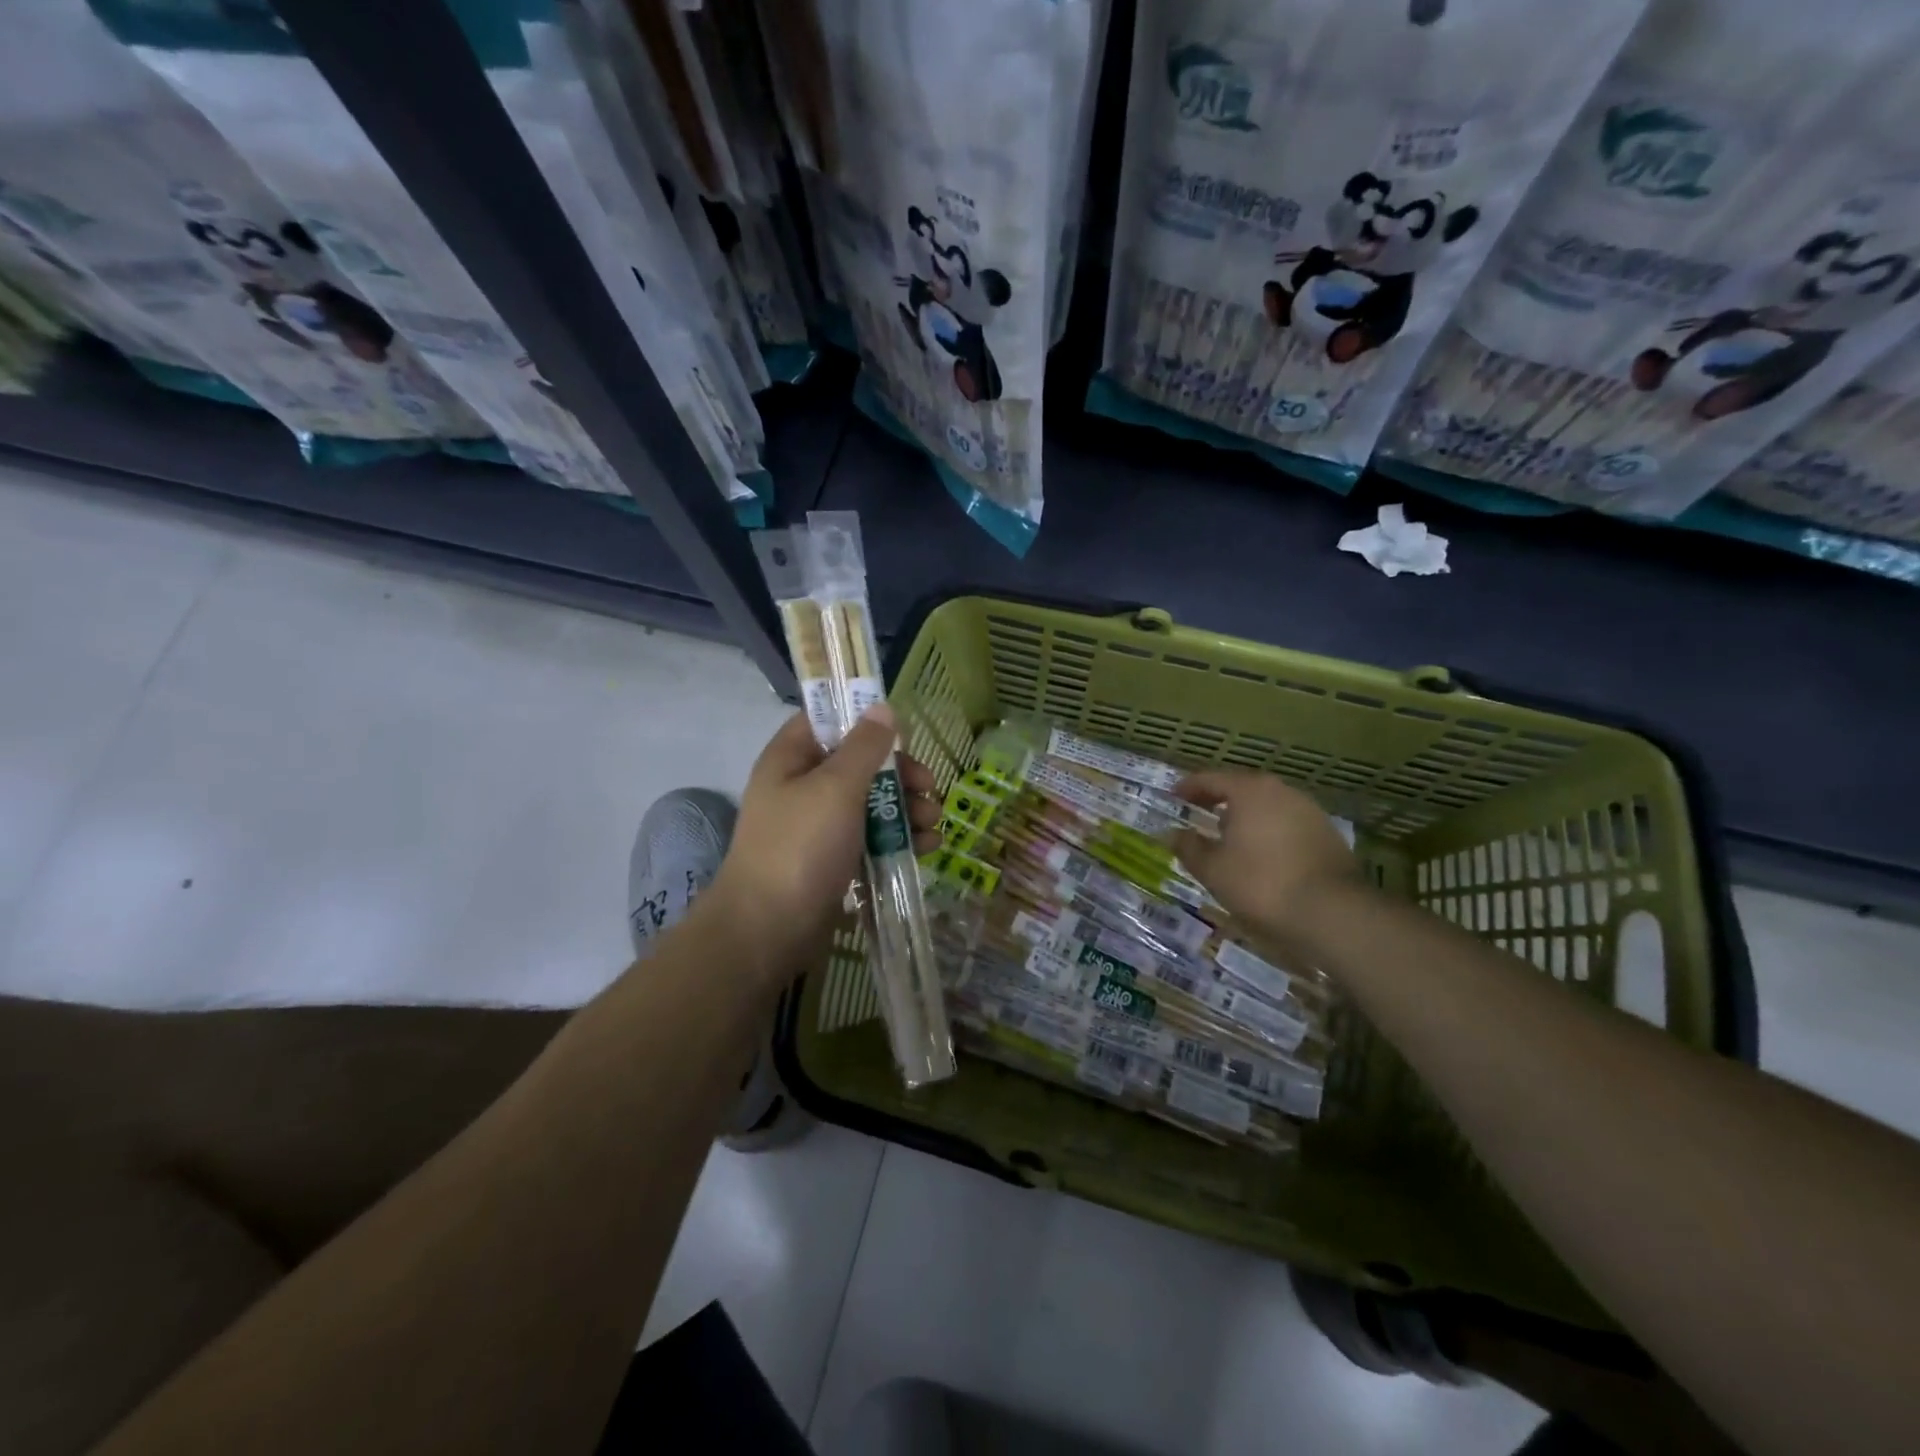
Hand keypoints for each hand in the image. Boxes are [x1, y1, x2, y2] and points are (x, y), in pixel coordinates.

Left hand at [707, 706, 941, 972]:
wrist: (768, 930)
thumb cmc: (800, 847)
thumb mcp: (836, 788)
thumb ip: (864, 747)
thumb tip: (882, 707)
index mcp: (791, 758)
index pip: (827, 720)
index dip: (863, 719)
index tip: (902, 731)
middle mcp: (803, 786)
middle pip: (859, 763)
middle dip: (899, 774)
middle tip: (929, 787)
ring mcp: (818, 826)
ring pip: (870, 803)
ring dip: (906, 808)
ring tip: (932, 823)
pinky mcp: (834, 859)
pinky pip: (871, 837)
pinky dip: (898, 838)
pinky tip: (926, 847)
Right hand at [1174, 770, 1363, 942]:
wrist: (1333, 913)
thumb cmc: (1262, 884)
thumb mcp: (1213, 869)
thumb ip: (1189, 848)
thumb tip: (1173, 834)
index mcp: (1249, 791)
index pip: (1210, 779)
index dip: (1188, 787)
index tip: (1173, 796)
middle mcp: (1281, 791)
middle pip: (1242, 787)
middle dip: (1218, 799)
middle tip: (1198, 812)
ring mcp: (1309, 810)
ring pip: (1267, 805)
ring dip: (1245, 815)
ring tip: (1228, 835)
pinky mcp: (1327, 833)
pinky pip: (1286, 822)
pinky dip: (1267, 830)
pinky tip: (1261, 852)